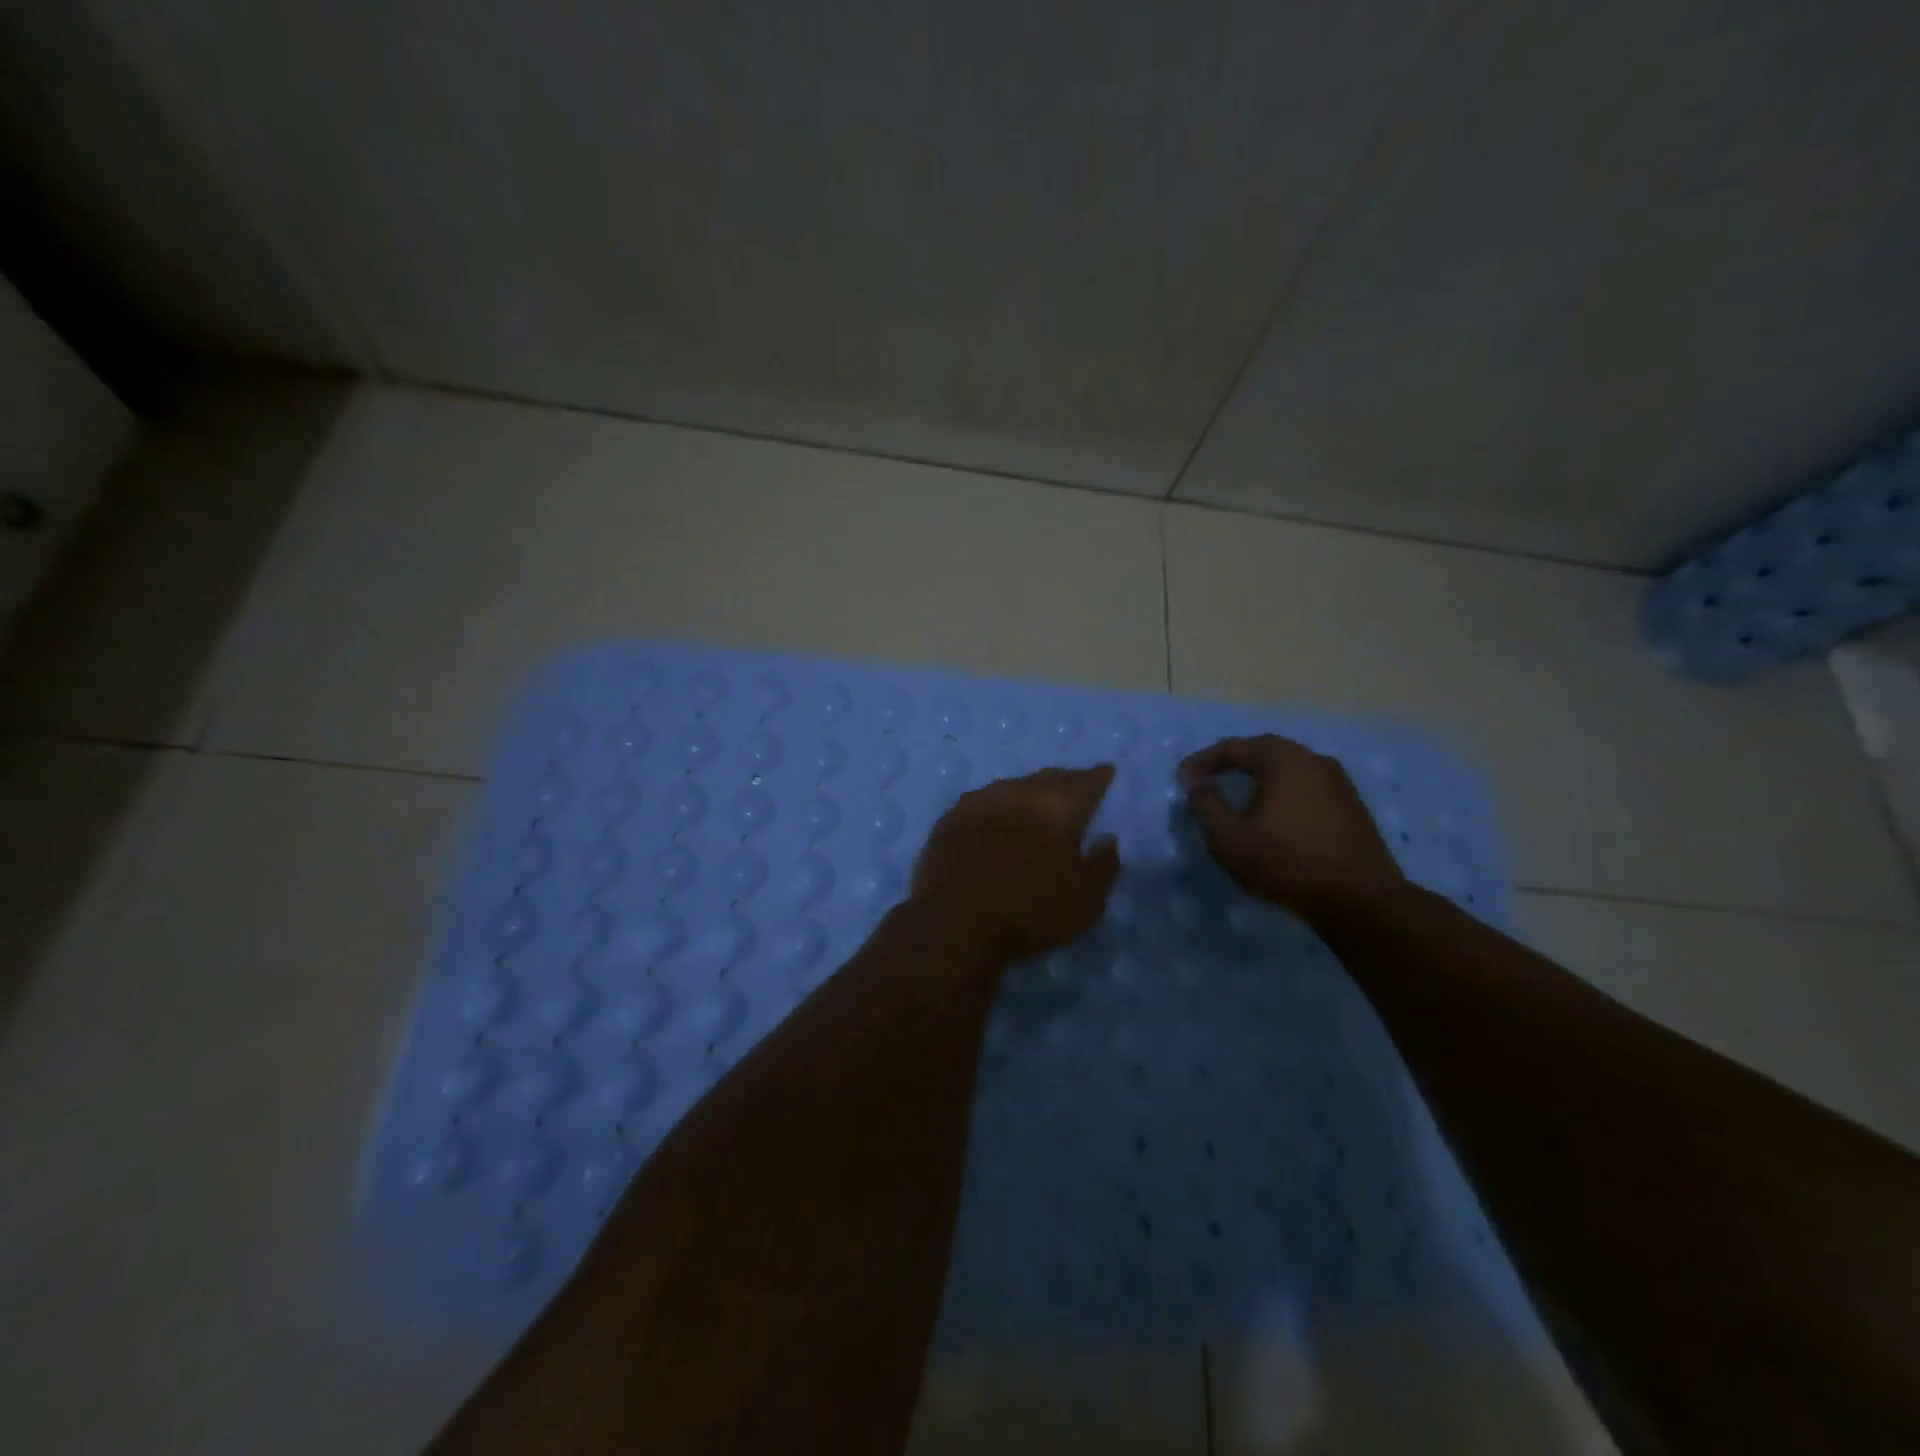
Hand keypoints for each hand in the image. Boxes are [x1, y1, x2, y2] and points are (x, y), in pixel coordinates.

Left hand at [911, 765, 1121, 960]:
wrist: (954, 923)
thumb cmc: (1030, 912)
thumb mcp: (1087, 900)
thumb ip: (1104, 865)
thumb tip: (1107, 839)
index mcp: (1059, 806)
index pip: (1087, 781)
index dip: (1100, 777)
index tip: (1106, 773)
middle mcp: (1020, 791)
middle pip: (1049, 778)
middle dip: (1065, 782)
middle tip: (1073, 790)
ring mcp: (981, 800)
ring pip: (1013, 787)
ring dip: (1027, 794)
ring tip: (1033, 807)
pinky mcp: (951, 817)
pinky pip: (983, 803)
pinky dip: (996, 809)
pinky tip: (995, 822)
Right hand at [1180, 735, 1404, 924]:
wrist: (1360, 899)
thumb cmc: (1287, 862)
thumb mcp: (1229, 838)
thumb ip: (1206, 806)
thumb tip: (1196, 786)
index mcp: (1282, 760)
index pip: (1234, 748)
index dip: (1203, 761)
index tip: (1182, 778)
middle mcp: (1313, 760)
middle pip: (1264, 751)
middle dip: (1233, 762)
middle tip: (1209, 778)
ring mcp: (1338, 782)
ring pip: (1289, 769)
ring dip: (1259, 777)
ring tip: (1239, 795)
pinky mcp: (1351, 806)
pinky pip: (1306, 787)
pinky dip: (1282, 792)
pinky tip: (1274, 814)